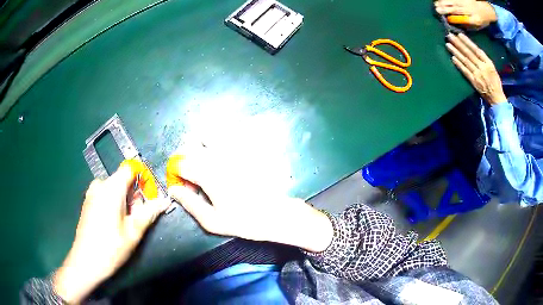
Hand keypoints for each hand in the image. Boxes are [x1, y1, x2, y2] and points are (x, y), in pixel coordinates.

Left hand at [53, 163, 168, 303]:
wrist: (86, 261)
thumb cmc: (111, 246)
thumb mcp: (134, 231)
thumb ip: (150, 212)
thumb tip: (165, 201)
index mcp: (111, 188)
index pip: (130, 169)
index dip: (142, 180)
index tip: (148, 198)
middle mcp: (100, 185)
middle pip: (122, 180)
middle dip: (134, 196)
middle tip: (136, 218)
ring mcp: (91, 193)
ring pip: (114, 189)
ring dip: (124, 201)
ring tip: (125, 224)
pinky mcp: (87, 202)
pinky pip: (104, 195)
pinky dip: (113, 204)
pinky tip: (112, 224)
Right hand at [166, 147, 333, 252]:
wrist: (278, 213)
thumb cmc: (244, 220)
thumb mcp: (212, 220)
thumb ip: (189, 203)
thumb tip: (172, 190)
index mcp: (207, 173)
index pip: (180, 163)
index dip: (176, 174)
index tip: (183, 185)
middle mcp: (218, 155)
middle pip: (191, 145)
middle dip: (187, 158)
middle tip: (194, 176)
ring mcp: (234, 148)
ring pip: (208, 135)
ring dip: (201, 145)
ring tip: (208, 163)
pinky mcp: (248, 146)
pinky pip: (227, 135)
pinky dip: (219, 140)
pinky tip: (225, 156)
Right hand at [434, 0, 496, 28]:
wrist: (486, 9)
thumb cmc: (481, 20)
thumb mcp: (478, 26)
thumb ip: (468, 25)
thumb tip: (456, 23)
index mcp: (475, 19)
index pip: (463, 18)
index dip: (455, 18)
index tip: (446, 19)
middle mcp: (470, 9)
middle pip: (456, 8)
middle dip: (446, 9)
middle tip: (437, 10)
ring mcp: (466, 1)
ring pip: (454, 1)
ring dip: (444, 2)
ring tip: (436, 4)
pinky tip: (440, 0)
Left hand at [446, 33, 506, 105]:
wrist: (496, 98)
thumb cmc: (495, 81)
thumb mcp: (492, 67)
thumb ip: (483, 59)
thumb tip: (473, 48)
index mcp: (488, 63)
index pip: (476, 49)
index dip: (467, 42)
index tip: (459, 34)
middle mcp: (482, 67)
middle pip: (469, 53)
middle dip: (458, 44)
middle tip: (449, 36)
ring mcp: (477, 75)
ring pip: (465, 61)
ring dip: (456, 52)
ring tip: (448, 44)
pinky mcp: (474, 82)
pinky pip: (465, 72)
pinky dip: (459, 64)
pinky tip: (453, 58)